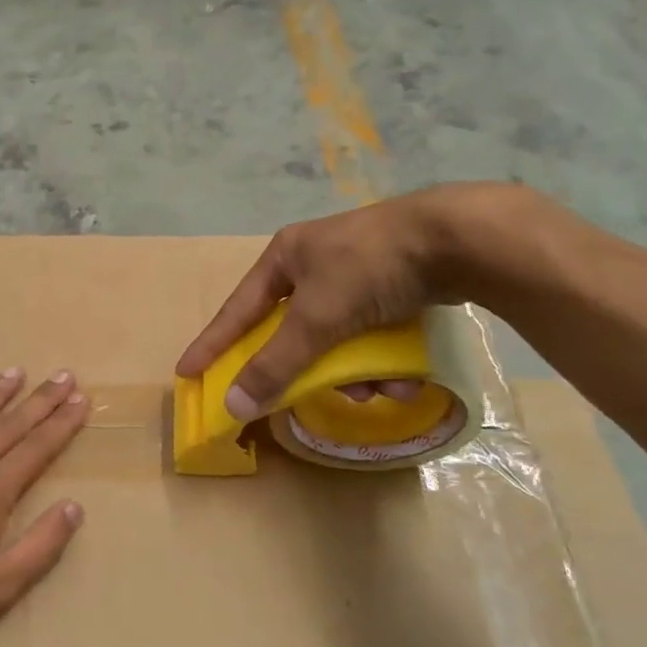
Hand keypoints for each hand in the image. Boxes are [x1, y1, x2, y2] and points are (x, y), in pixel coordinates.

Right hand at [176, 184, 518, 420]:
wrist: (458, 240)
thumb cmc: (370, 269)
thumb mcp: (317, 319)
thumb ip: (275, 364)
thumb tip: (233, 406)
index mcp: (285, 257)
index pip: (237, 310)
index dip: (212, 344)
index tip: (187, 372)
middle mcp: (314, 263)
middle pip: (292, 331)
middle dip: (305, 369)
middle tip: (300, 397)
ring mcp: (355, 274)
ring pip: (335, 340)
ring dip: (353, 373)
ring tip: (377, 390)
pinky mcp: (393, 287)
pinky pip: (370, 335)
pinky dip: (381, 361)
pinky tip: (404, 379)